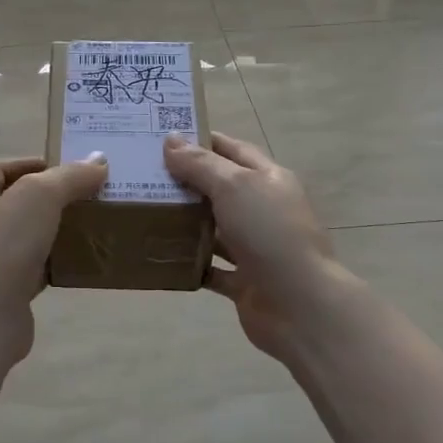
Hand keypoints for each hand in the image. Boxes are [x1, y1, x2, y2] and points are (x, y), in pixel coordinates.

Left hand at [0, 155, 108, 358]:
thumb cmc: (3, 244)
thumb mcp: (40, 196)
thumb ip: (69, 176)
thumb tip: (98, 161)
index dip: (27, 163)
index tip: (63, 167)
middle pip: (14, 203)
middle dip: (49, 198)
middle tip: (86, 196)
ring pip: (27, 238)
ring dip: (55, 231)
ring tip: (90, 226)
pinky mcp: (6, 291)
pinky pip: (35, 270)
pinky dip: (56, 264)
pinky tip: (81, 263)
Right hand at [163, 131, 356, 363]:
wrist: (299, 304)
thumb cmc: (269, 233)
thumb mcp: (234, 187)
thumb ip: (201, 165)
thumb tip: (170, 140)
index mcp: (268, 179)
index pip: (232, 150)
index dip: (201, 141)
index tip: (162, 138)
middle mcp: (262, 210)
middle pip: (220, 189)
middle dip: (185, 182)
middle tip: (142, 175)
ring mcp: (254, 247)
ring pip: (213, 229)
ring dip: (184, 223)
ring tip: (143, 213)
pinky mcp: (243, 281)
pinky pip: (210, 268)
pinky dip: (189, 263)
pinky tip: (159, 255)